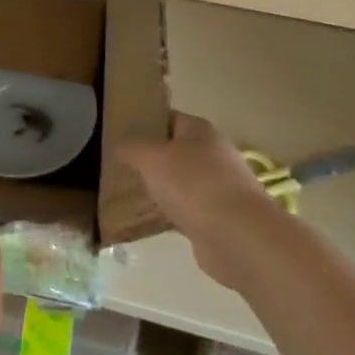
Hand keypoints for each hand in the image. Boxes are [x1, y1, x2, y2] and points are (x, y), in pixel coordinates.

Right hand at [117, 112, 281, 290]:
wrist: (237, 236)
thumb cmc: (193, 184)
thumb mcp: (152, 157)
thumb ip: (132, 147)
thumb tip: (120, 145)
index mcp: (200, 131)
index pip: (168, 118)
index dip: (144, 122)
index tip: (118, 132)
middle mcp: (212, 155)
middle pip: (174, 151)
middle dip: (148, 159)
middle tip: (117, 165)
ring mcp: (217, 188)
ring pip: (178, 183)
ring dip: (157, 188)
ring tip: (124, 193)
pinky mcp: (216, 218)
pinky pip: (183, 210)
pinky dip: (166, 214)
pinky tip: (143, 221)